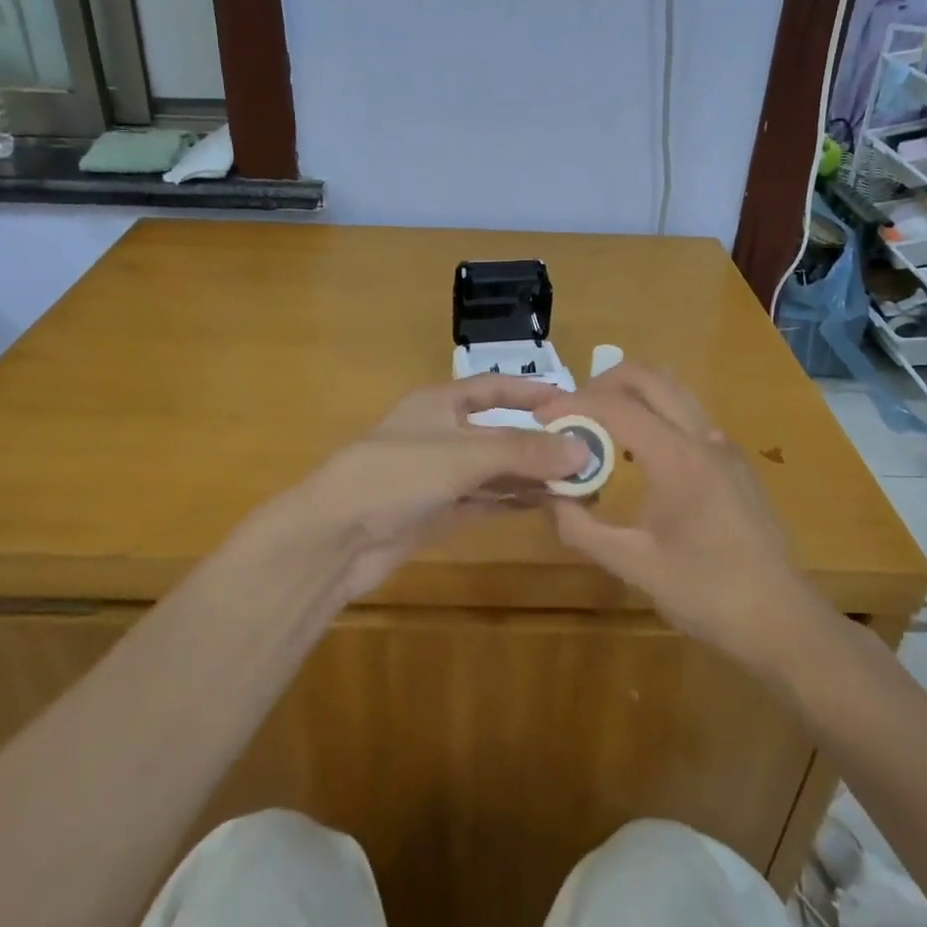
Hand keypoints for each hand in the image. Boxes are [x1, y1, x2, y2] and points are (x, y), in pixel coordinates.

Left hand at [280, 376, 590, 602]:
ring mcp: (440, 476)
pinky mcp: (438, 512)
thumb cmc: (395, 475)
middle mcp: (443, 434)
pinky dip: (515, 501)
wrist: (334, 538)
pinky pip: (486, 501)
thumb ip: (522, 451)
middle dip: (542, 443)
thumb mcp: (462, 455)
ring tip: (582, 485)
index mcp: (440, 403)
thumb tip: (582, 449)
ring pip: (497, 471)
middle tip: (592, 455)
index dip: (532, 393)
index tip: (576, 403)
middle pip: (501, 433)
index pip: (495, 388)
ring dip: (534, 476)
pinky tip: (549, 505)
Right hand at [533, 363, 837, 669]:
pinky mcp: (733, 461)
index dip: (572, 405)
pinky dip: (653, 414)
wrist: (782, 622)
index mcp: (678, 459)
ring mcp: (724, 446)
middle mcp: (703, 437)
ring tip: (597, 429)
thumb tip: (548, 496)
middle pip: (648, 376)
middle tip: (570, 414)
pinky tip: (636, 457)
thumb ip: (581, 528)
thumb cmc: (707, 595)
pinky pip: (686, 414)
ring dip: (630, 395)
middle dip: (600, 384)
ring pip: (671, 389)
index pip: (616, 406)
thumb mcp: (633, 566)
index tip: (539, 419)